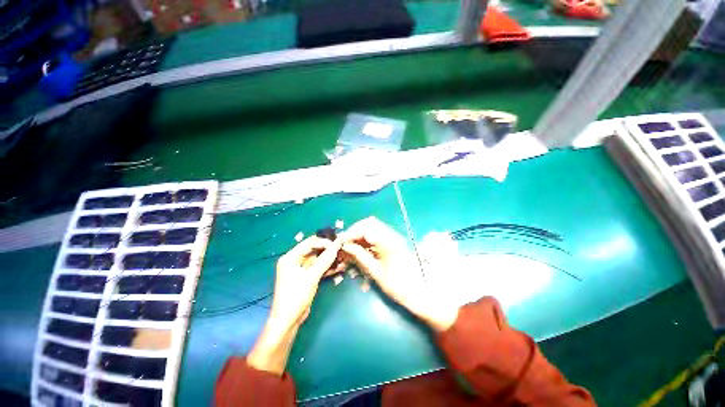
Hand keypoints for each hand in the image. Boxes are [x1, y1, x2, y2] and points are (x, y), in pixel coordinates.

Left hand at [248, 236, 341, 374]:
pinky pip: (318, 268)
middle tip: (342, 249)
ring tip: (343, 258)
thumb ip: (325, 260)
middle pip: (314, 250)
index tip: (338, 244)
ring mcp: (301, 269)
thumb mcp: (311, 277)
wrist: (288, 321)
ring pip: (318, 259)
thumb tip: (337, 244)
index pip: (309, 243)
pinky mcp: (306, 277)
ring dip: (330, 259)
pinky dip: (327, 268)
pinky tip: (339, 268)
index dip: (324, 242)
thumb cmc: (296, 296)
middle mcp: (295, 260)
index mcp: (290, 257)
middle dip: (328, 250)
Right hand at [340, 217, 458, 332]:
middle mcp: (392, 235)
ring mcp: (393, 238)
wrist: (422, 294)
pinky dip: (366, 240)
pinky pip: (376, 236)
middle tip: (345, 243)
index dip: (351, 233)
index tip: (341, 242)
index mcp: (389, 242)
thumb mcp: (377, 273)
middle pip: (370, 223)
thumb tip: (346, 246)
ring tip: (350, 247)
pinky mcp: (393, 243)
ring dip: (360, 235)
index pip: (366, 228)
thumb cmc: (400, 287)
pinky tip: (360, 249)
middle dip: (355, 231)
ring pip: (372, 228)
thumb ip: (361, 256)